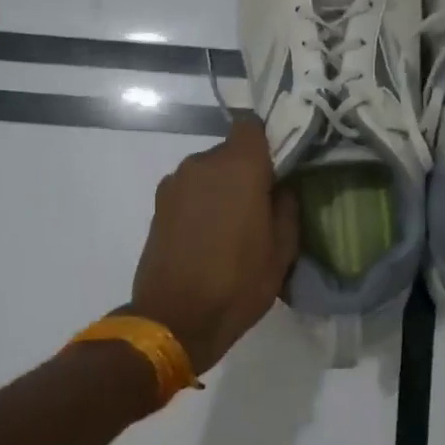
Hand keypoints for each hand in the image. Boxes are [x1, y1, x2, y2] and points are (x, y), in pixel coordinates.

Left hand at [129, 117, 299, 374]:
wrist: (175, 318)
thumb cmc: (238, 282)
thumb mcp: (282, 250)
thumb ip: (287, 207)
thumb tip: (282, 188)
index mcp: (239, 167)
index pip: (252, 126)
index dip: (267, 141)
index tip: (279, 166)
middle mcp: (202, 164)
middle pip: (230, 152)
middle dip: (246, 171)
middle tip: (261, 205)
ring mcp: (174, 184)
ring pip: (208, 173)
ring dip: (221, 189)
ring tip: (232, 227)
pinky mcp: (158, 206)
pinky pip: (189, 192)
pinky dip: (201, 204)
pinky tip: (208, 237)